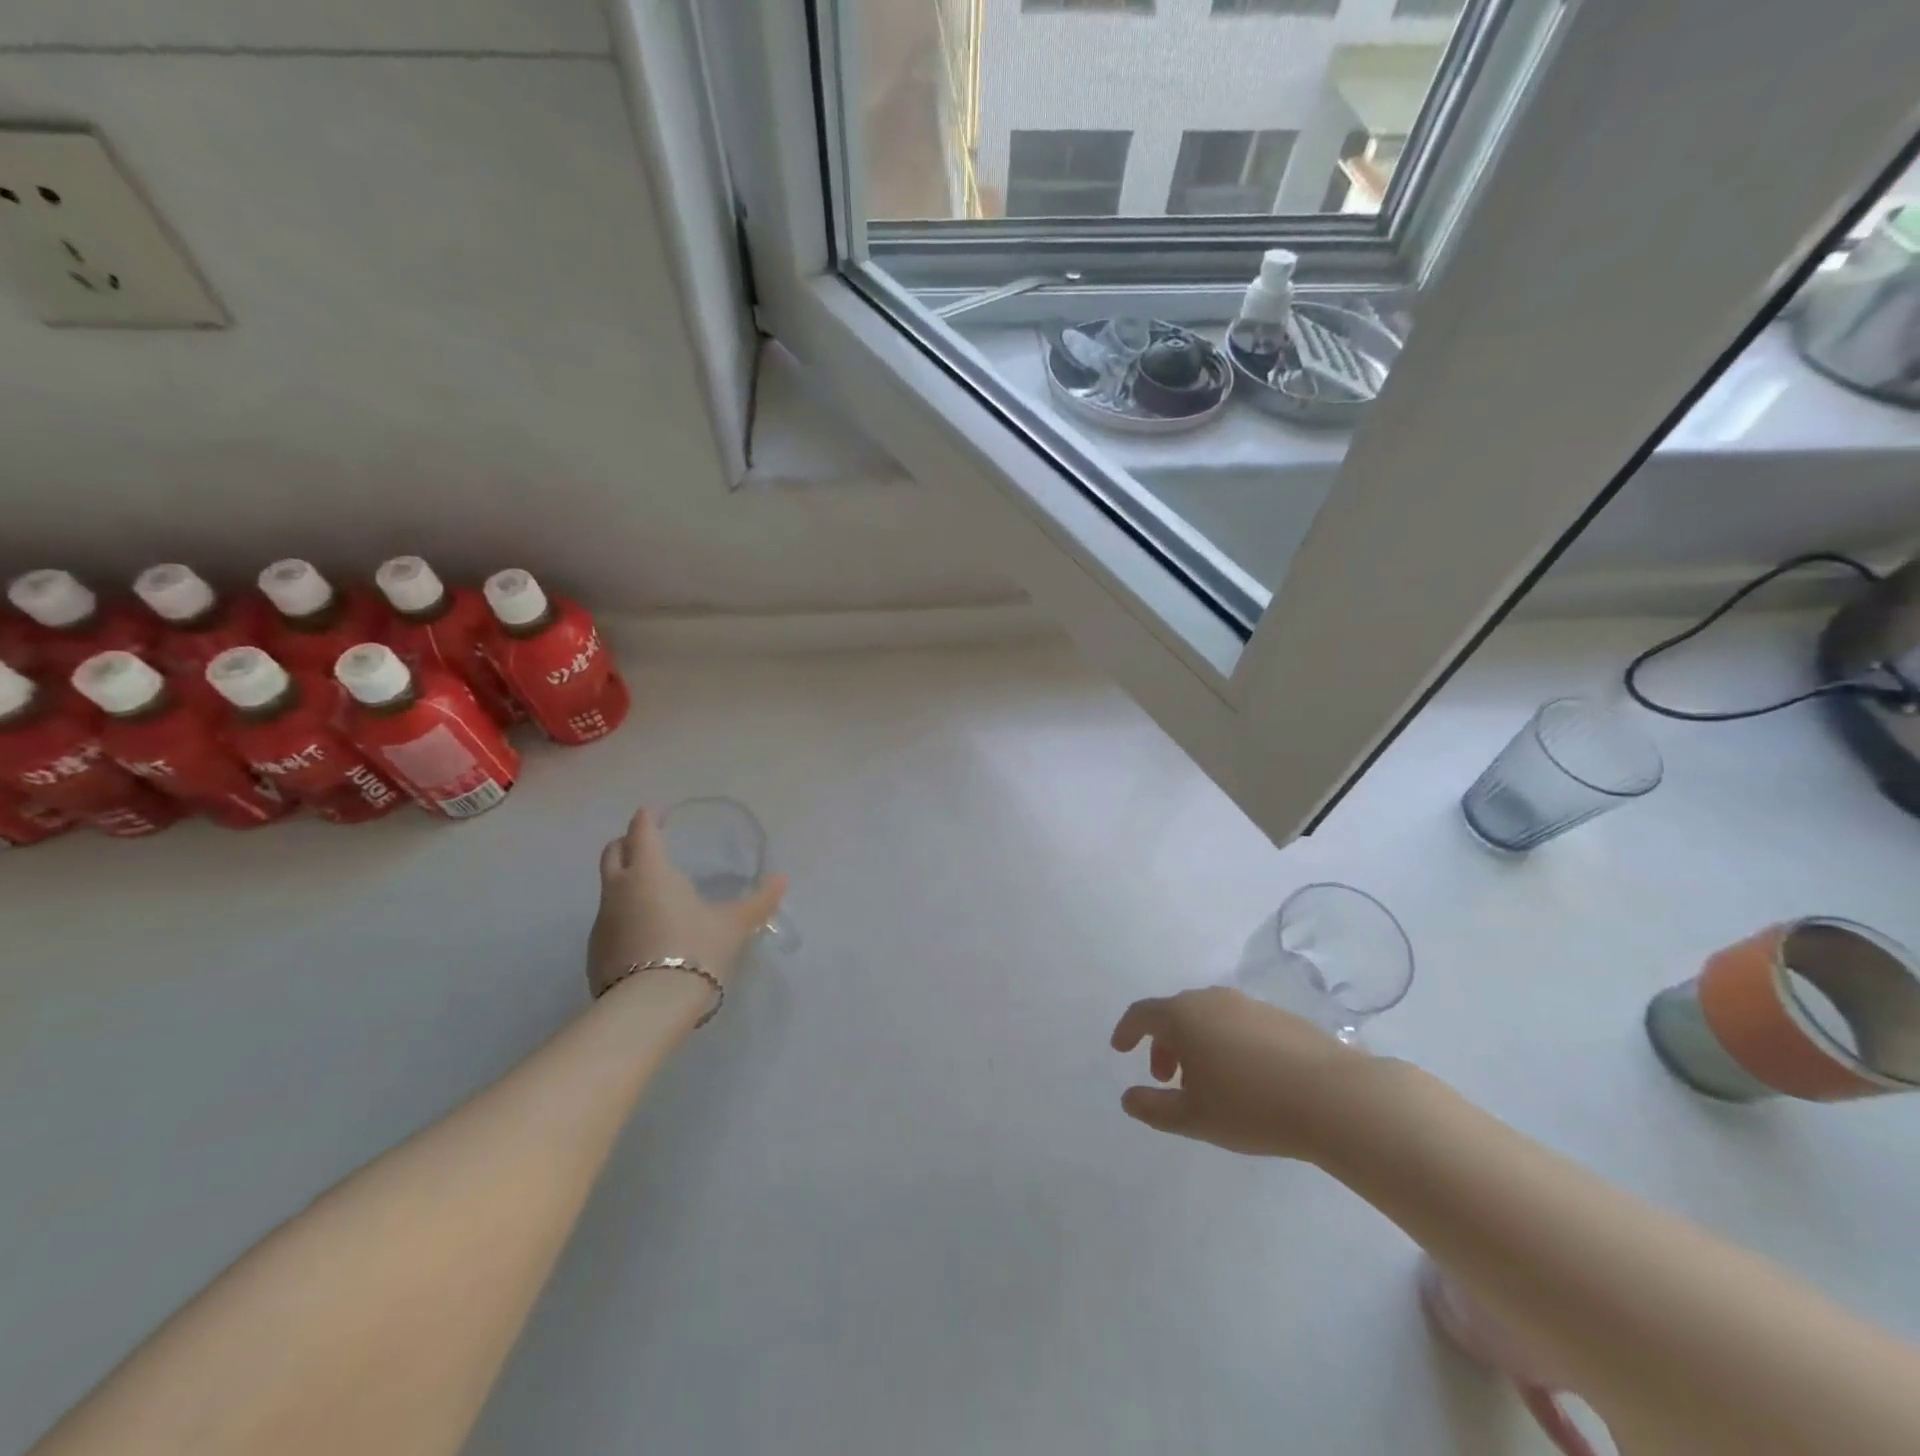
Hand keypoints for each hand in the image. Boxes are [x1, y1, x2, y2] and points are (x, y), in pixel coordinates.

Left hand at [586, 808, 788, 998]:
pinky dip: (623, 916)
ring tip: (652, 894)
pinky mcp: (595, 951)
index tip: (657, 814)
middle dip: (627, 843)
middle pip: (613, 853)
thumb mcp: (734, 924)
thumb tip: (782, 879)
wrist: (651, 1007)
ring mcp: (602, 921)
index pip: (641, 831)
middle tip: (648, 845)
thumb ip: (759, 900)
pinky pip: (608, 921)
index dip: (648, 818)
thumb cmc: (696, 949)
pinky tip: (645, 933)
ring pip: (609, 888)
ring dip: (625, 882)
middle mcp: (619, 889)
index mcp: (650, 871)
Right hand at [1110, 986, 1375, 1160]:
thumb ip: (1153, 1108)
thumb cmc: (1250, 1106)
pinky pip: (1238, 1024)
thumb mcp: (1193, 1117)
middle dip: (1163, 1043)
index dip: (1127, 1030)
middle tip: (1165, 1078)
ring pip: (1208, 1017)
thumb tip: (1128, 1097)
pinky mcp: (1281, 1016)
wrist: (1334, 1097)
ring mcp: (1249, 1005)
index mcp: (1183, 1015)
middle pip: (1175, 1013)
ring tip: (1206, 1082)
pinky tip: (1245, 1078)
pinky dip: (1226, 1043)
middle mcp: (1212, 999)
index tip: (1120, 1049)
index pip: (1142, 1013)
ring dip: (1196, 1044)